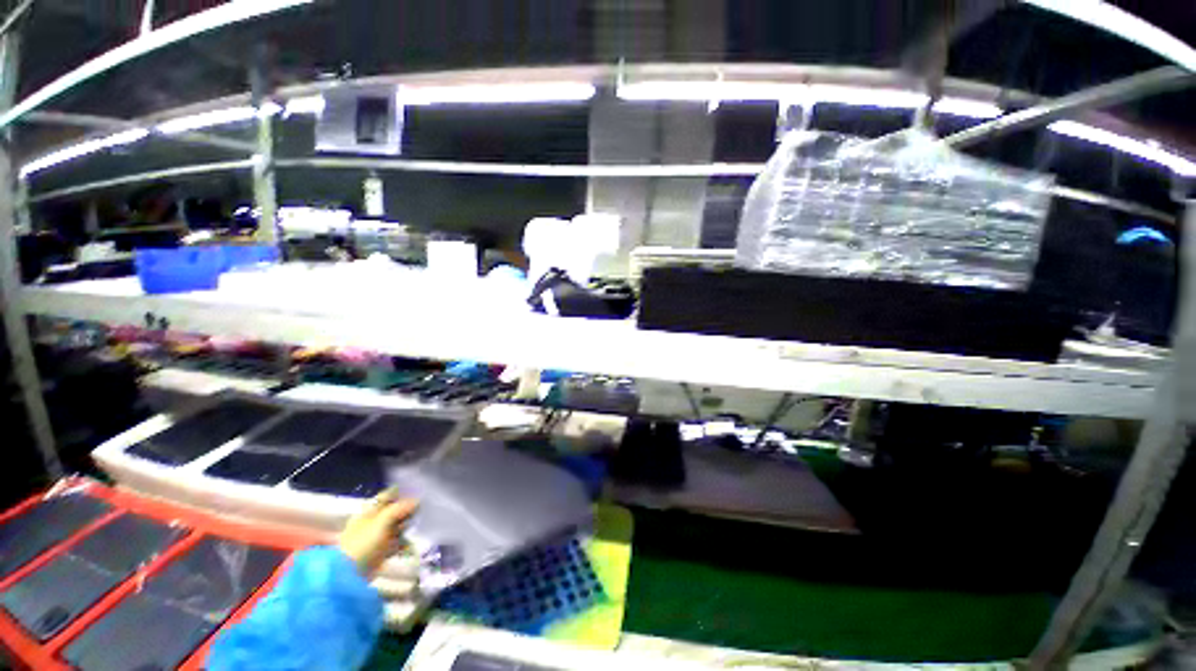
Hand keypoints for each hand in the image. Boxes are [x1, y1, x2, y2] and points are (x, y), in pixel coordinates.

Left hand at [338, 489, 417, 577]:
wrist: (351, 571)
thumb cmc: (364, 541)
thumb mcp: (382, 520)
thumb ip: (400, 508)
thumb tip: (417, 500)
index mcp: (369, 511)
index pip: (386, 497)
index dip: (400, 494)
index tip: (416, 492)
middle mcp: (373, 522)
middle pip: (393, 512)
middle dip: (407, 510)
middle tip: (421, 509)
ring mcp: (377, 537)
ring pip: (397, 527)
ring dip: (407, 526)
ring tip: (420, 524)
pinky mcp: (382, 551)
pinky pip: (397, 542)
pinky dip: (405, 541)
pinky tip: (412, 540)